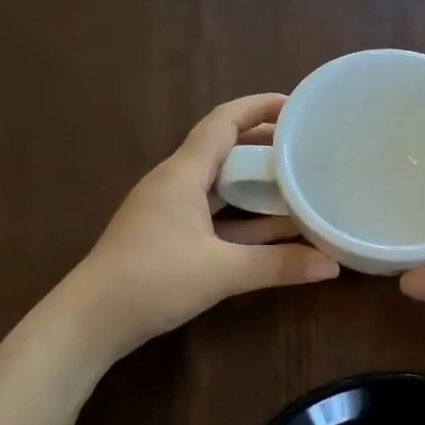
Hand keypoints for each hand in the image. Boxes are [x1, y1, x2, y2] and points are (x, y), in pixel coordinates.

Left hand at [65, 94, 338, 360]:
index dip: (259, 107)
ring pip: (218, 184)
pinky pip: (211, 212)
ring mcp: (167, 209)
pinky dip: (240, 216)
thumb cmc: (152, 281)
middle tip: (304, 148)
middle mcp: (173, 182)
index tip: (297, 105)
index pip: (223, 121)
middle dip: (263, 145)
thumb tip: (333, 266)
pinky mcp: (165, 235)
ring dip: (253, 183)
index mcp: (182, 173)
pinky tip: (268, 229)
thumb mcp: (221, 272)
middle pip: (222, 149)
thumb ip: (278, 265)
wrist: (91, 320)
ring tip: (295, 183)